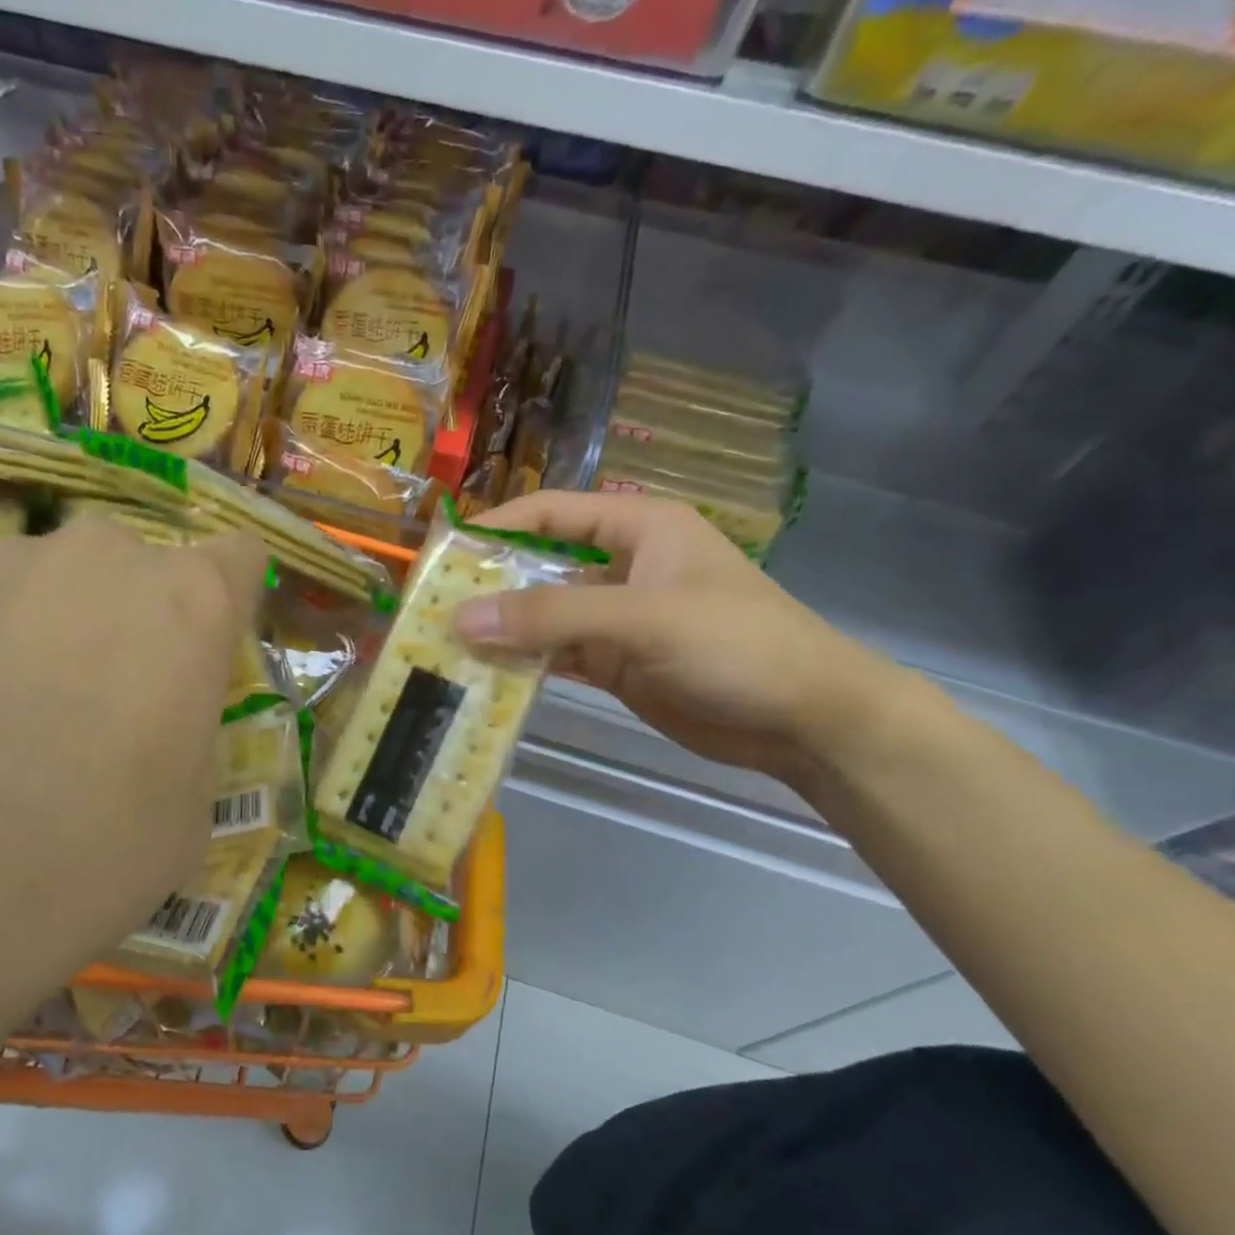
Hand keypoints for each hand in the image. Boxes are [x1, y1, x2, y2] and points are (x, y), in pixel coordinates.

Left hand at [0, 513, 265, 1169]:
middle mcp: (100, 559)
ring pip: (55, 586)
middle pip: (140, 569)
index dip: (229, 604)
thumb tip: (162, 717)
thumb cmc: (83, 859)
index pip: (237, 560)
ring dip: (56, 633)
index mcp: (188, 605)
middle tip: (109, 705)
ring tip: (14, 724)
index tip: (209, 656)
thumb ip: (189, 737)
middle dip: (138, 621)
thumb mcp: (185, 818)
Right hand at [453, 490, 904, 784]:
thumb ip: (551, 616)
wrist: (805, 720)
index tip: (440, 555)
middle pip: (538, 565)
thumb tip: (461, 618)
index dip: (494, 528)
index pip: (549, 514)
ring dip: (500, 630)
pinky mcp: (614, 662)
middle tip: (430, 608)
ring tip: (443, 645)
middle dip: (488, 585)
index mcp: (638, 528)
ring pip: (542, 615)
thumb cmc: (735, 645)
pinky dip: (522, 664)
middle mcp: (621, 566)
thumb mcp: (642, 619)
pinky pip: (554, 655)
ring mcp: (615, 617)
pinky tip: (483, 676)